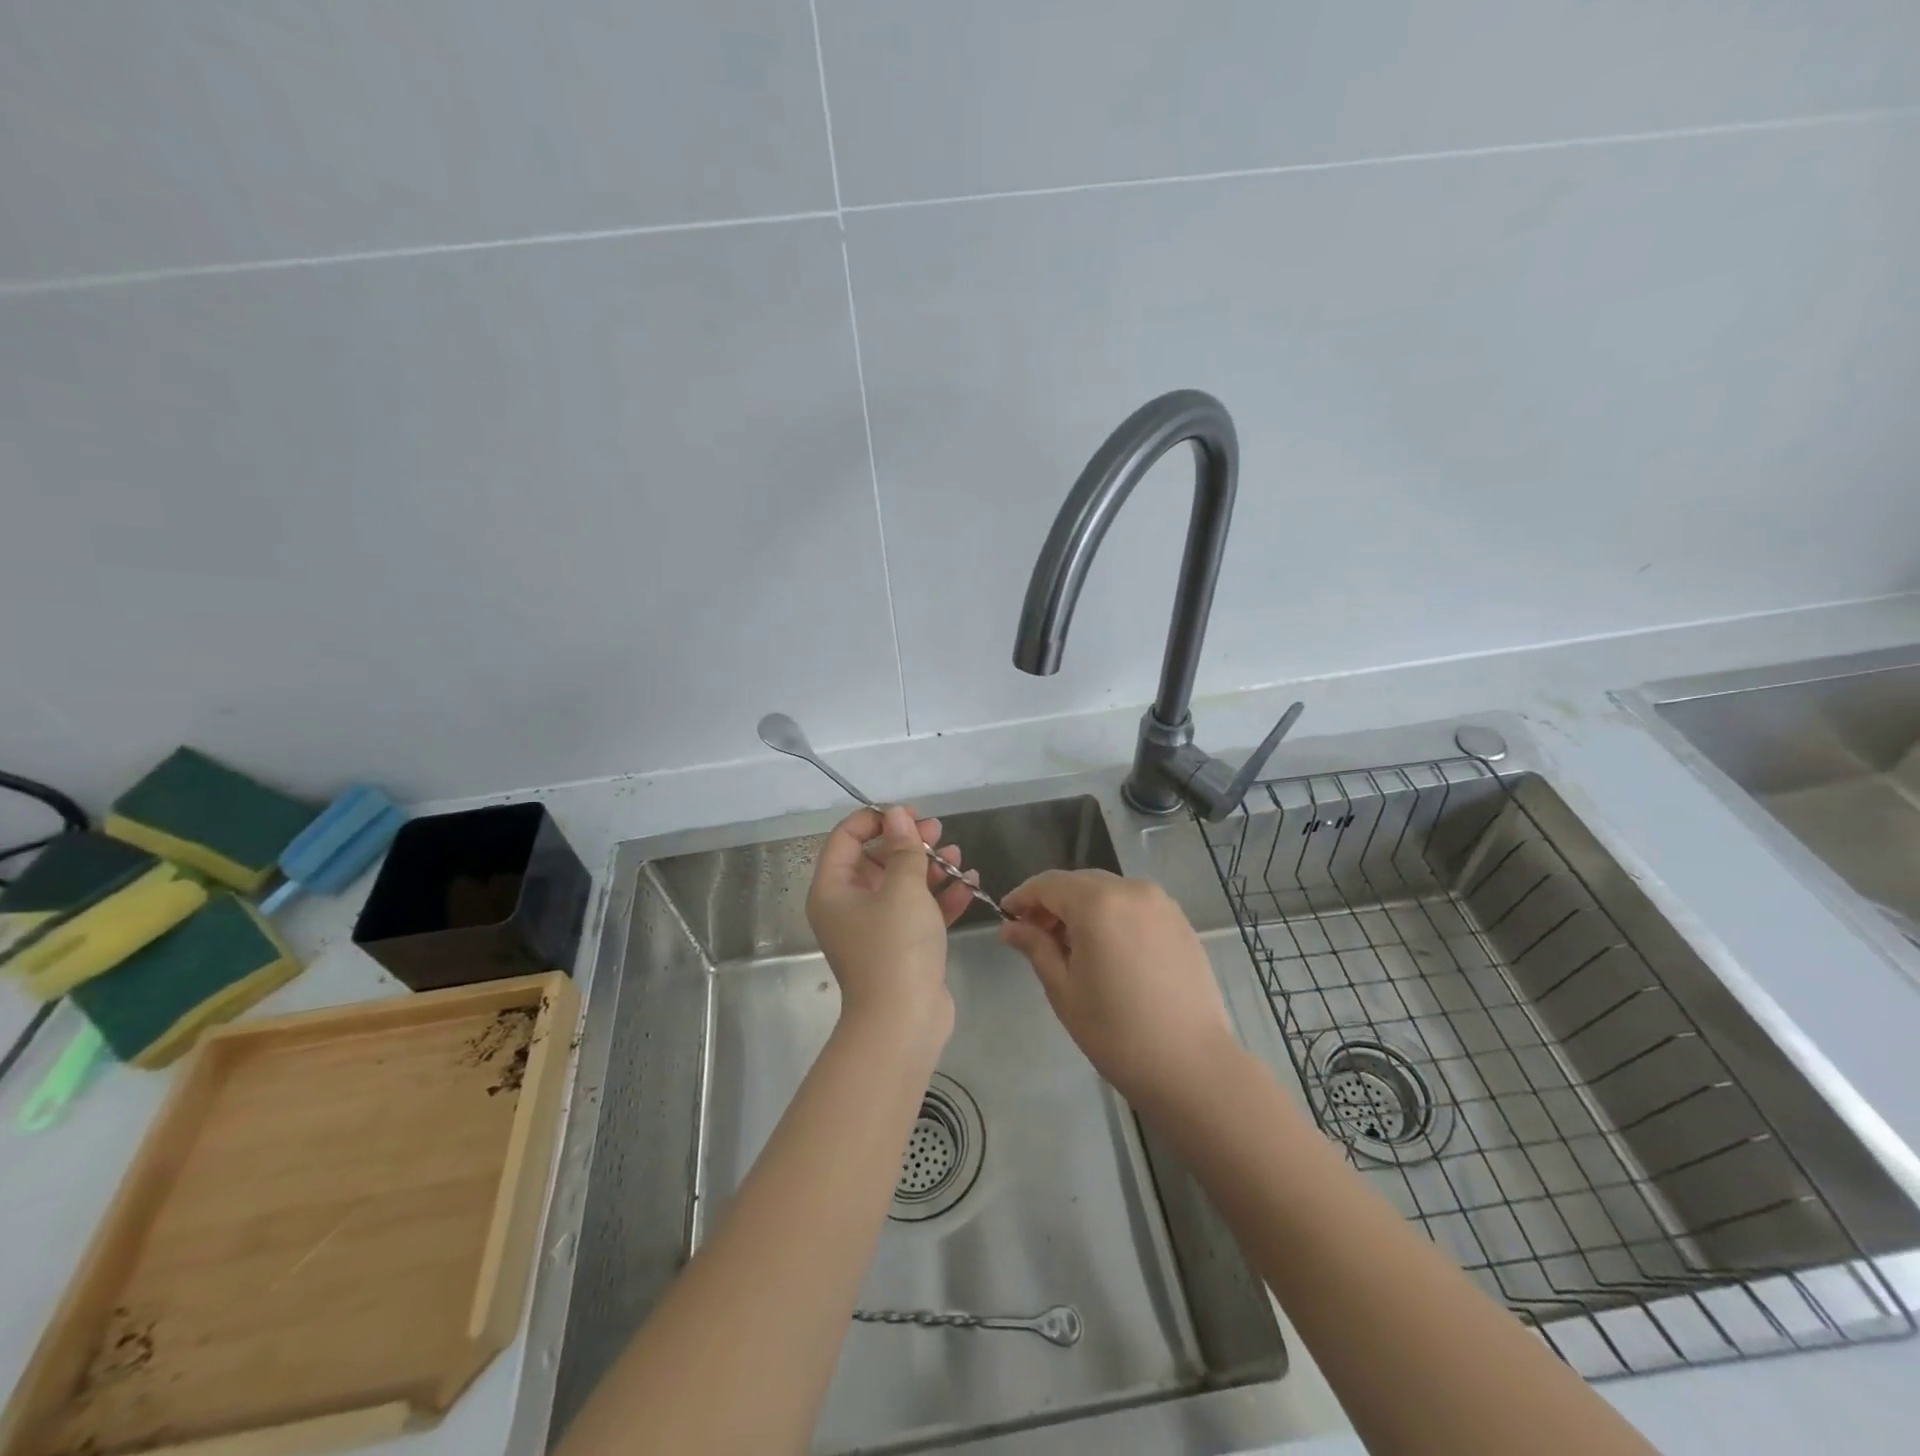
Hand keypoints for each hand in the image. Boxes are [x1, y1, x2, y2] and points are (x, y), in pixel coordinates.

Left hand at [807, 806, 974, 1043]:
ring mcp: (876, 928)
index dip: (876, 819)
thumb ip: (903, 848)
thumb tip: (896, 815)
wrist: (904, 1022)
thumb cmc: (895, 947)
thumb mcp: (903, 888)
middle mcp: (849, 906)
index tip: (909, 814)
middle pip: (876, 859)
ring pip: (901, 885)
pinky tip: (969, 882)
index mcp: (834, 890)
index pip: (846, 838)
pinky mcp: (902, 947)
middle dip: (908, 842)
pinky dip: (941, 896)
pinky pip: (919, 911)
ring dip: (929, 867)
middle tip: (938, 831)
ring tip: (957, 855)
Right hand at [1000, 870, 1239, 1111]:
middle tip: (1034, 934)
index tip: (1006, 917)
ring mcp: (1161, 903)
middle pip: (1079, 882)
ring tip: (1071, 945)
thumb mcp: (1063, 989)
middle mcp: (1131, 890)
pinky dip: (1112, 914)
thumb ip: (1035, 947)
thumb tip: (1010, 927)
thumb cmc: (1116, 1031)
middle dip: (1052, 902)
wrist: (1192, 1065)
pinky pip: (1134, 905)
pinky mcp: (1180, 921)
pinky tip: (1108, 949)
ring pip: (1108, 890)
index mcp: (1097, 902)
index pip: (1048, 884)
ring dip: (1083, 907)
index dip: (1023, 897)